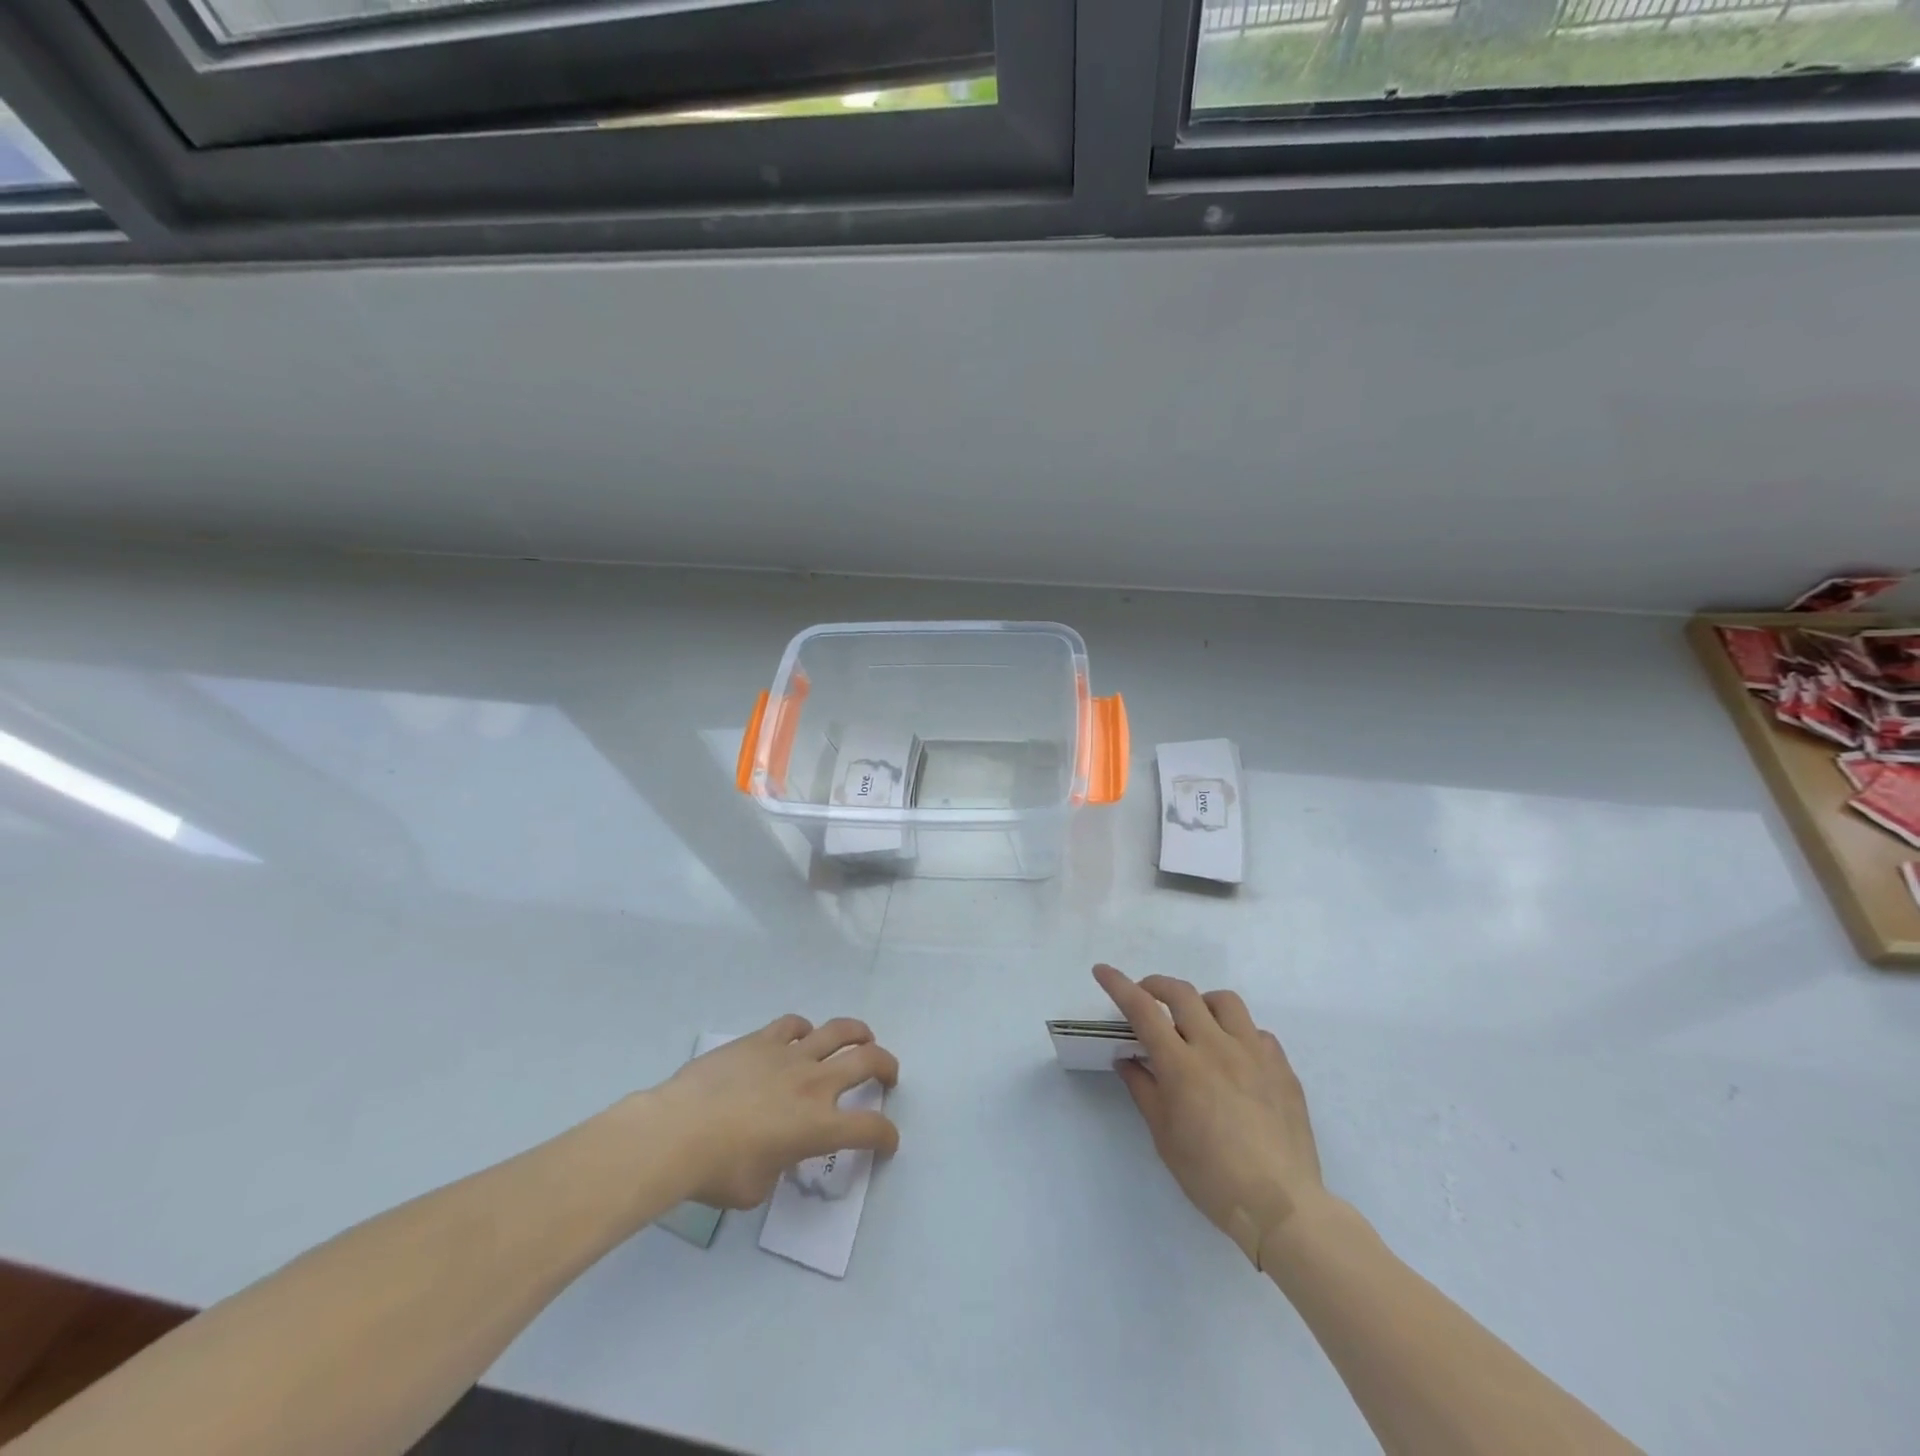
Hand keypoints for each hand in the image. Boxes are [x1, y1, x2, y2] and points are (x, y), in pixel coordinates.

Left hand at [647, 1015, 899, 1209]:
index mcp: (818, 1126)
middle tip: (888, 1074)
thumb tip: (775, 1154)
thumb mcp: (757, 1188)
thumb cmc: (718, 1171)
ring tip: (862, 1038)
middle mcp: (814, 1083)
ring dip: (858, 1033)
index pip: (870, 1128)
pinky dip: (805, 1029)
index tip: (886, 1140)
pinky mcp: (762, 1039)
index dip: (886, 1135)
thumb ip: (779, 1167)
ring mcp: (789, 1055)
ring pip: (838, 1031)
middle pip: (867, 1061)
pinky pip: (793, 1024)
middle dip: (887, 1066)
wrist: (678, 1131)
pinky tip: (802, 1036)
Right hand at [1095, 964, 1322, 1268]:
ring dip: (1201, 1002)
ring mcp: (1254, 1053)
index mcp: (1182, 1065)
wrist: (1282, 1207)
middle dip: (1156, 985)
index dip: (1119, 985)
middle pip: (1182, 993)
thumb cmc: (1211, 1177)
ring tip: (1195, 1022)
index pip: (1143, 1010)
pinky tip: (1235, 1058)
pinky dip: (1238, 1034)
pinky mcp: (1282, 1067)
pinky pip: (1257, 1032)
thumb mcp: (1164, 1137)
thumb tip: (1128, 1059)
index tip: (1102, 971)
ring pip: (1225, 1001)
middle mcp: (1217, 1047)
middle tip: (1146, 996)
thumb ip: (1144, 1090)